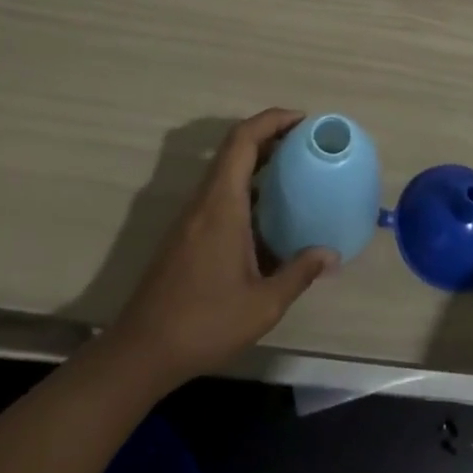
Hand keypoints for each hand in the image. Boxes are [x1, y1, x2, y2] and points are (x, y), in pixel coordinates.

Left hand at [109, 110, 336, 384]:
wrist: (141, 352)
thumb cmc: (203, 323)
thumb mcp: (262, 305)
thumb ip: (299, 274)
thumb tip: (331, 254)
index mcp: (221, 204)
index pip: (243, 140)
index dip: (272, 119)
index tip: (303, 120)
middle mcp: (204, 201)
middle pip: (234, 147)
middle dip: (270, 135)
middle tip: (306, 142)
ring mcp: (191, 216)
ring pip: (225, 169)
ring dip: (258, 159)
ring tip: (294, 170)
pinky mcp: (186, 233)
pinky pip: (220, 191)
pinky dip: (246, 184)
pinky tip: (269, 212)